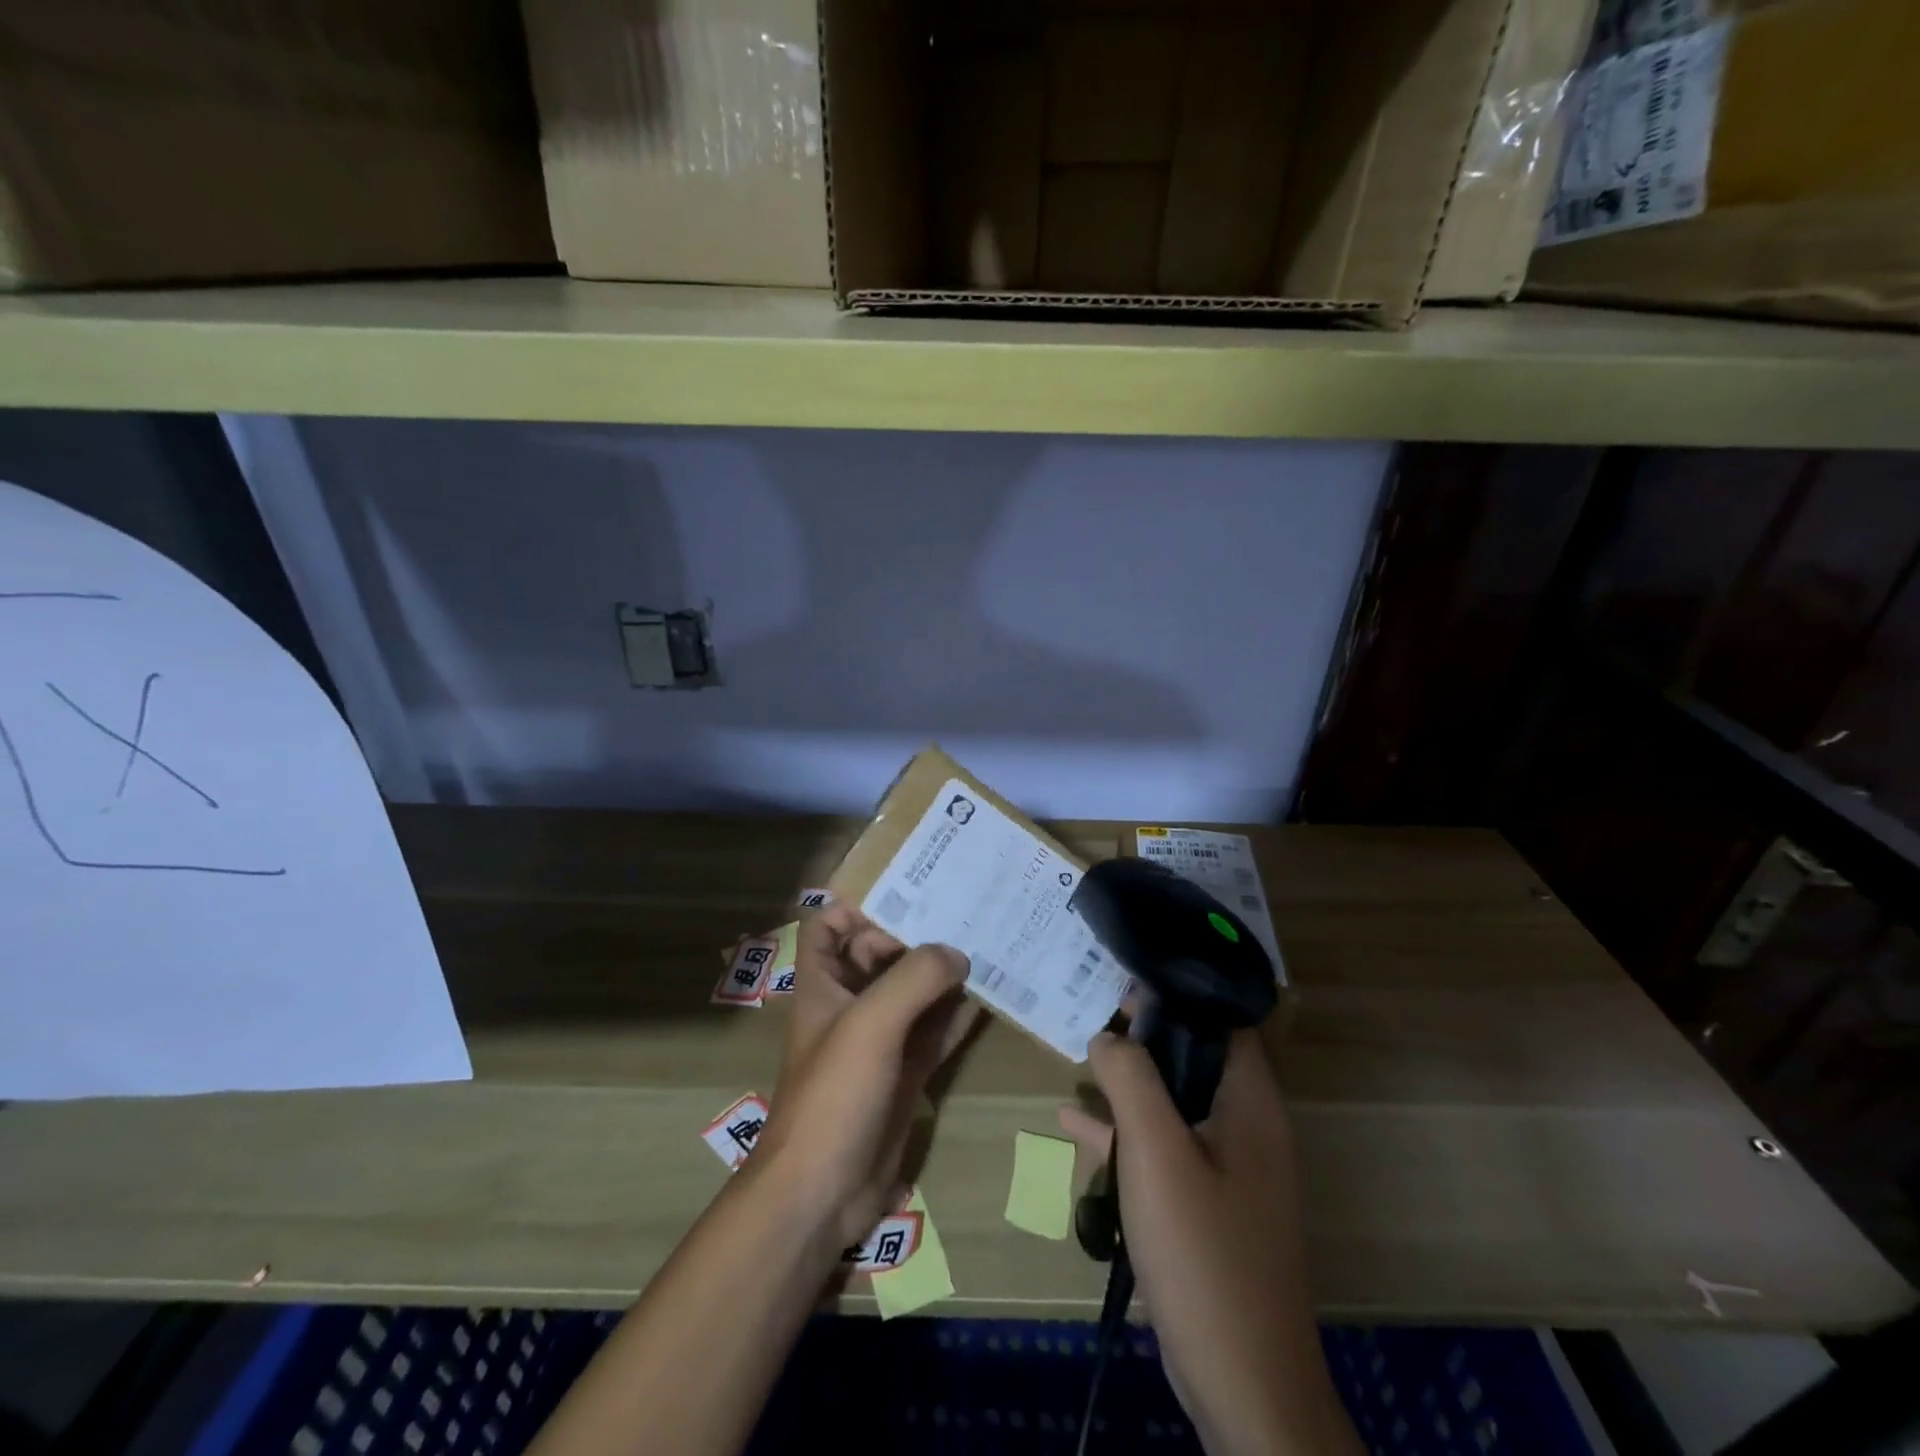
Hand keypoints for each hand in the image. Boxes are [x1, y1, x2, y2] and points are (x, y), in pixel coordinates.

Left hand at [753, 904, 981, 1247]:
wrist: (823, 1194)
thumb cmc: (834, 1095)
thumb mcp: (870, 1024)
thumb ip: (914, 978)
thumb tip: (957, 953)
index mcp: (825, 983)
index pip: (830, 924)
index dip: (859, 903)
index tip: (910, 889)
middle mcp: (852, 1002)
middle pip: (882, 951)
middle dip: (920, 930)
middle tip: (968, 908)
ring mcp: (882, 1038)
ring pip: (915, 989)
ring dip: (946, 970)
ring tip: (990, 940)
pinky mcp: (907, 1070)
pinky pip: (936, 1028)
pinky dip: (960, 1012)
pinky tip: (992, 995)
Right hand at [1061, 1031, 1361, 1455]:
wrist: (1242, 1385)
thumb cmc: (1203, 1253)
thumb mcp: (1157, 1153)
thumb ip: (1131, 1080)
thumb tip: (1109, 1033)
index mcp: (1249, 1103)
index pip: (1221, 1020)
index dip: (1177, 991)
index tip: (1125, 974)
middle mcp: (1246, 1127)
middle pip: (1194, 1058)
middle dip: (1144, 1033)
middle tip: (1092, 1003)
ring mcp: (1228, 1171)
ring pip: (1174, 1104)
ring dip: (1130, 1083)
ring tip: (1078, 1052)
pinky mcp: (1207, 1208)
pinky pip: (1163, 1152)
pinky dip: (1125, 1136)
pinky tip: (1074, 1127)